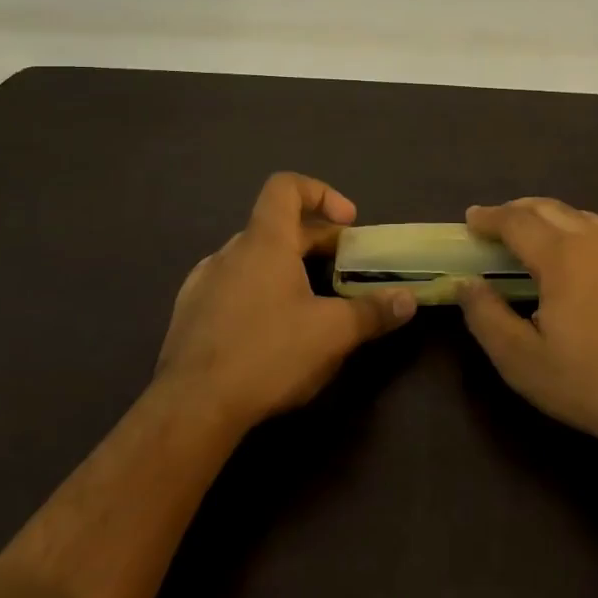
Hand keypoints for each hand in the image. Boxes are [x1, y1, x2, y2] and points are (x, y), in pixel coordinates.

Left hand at [156, 173, 415, 433]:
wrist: (190, 411)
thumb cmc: (267, 354)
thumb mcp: (332, 334)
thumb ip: (373, 312)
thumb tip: (408, 300)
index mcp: (264, 241)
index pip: (286, 187)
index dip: (321, 193)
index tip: (347, 223)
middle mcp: (230, 252)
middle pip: (277, 226)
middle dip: (317, 242)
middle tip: (346, 269)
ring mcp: (203, 283)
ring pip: (254, 258)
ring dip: (287, 268)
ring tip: (311, 302)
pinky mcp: (189, 316)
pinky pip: (231, 287)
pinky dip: (259, 293)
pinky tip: (271, 332)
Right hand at [457, 198, 597, 456]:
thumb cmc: (588, 382)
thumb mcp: (522, 360)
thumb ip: (486, 316)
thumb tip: (465, 282)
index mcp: (562, 257)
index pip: (517, 222)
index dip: (489, 217)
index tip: (469, 219)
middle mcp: (593, 241)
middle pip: (548, 208)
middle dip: (515, 210)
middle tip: (492, 224)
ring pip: (577, 214)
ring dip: (546, 214)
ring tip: (527, 231)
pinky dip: (573, 225)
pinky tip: (569, 249)